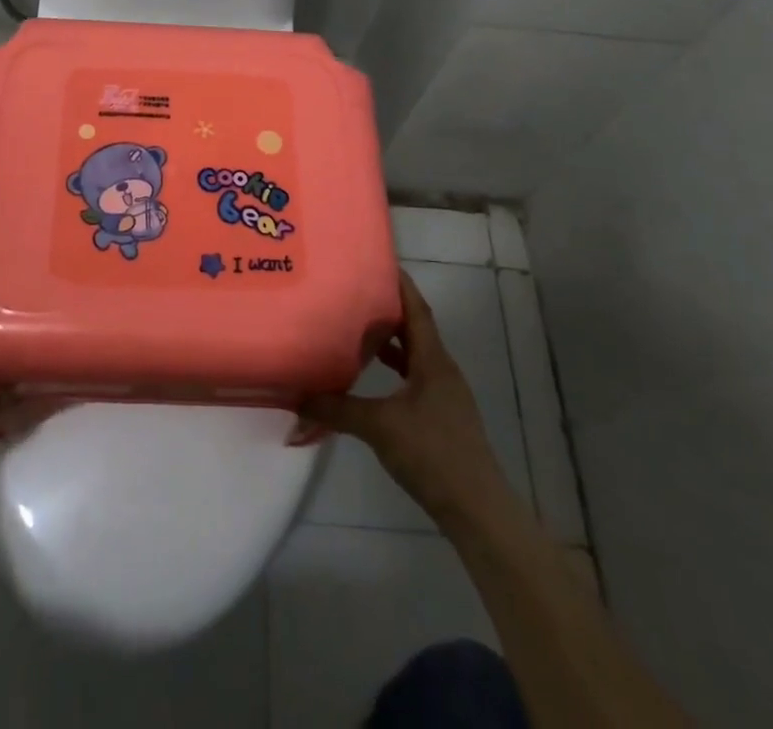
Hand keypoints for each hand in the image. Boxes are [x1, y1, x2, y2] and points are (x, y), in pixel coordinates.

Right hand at [300, 270, 512, 532]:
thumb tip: (296, 399)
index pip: (417, 310)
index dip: (400, 285)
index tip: (379, 262)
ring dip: (390, 342)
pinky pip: (414, 379)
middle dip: (388, 310)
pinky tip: (371, 379)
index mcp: (433, 361)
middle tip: (355, 292)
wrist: (476, 510)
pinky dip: (393, 371)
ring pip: (414, 356)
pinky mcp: (441, 418)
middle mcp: (442, 371)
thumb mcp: (378, 426)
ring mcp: (444, 396)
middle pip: (415, 329)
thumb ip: (336, 409)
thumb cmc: (432, 453)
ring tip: (357, 329)